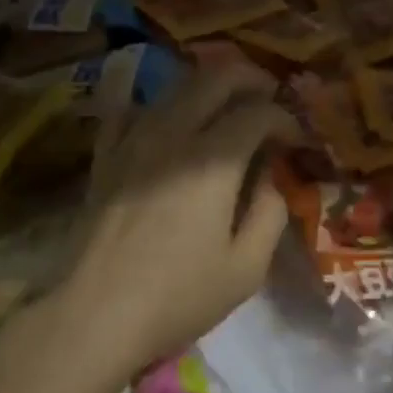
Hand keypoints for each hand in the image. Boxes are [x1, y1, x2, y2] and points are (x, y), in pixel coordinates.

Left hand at [54, 64, 293, 373]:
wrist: (95, 314)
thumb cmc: (178, 296)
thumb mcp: (246, 268)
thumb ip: (271, 212)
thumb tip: (272, 176)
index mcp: (213, 160)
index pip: (258, 113)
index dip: (286, 119)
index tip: (297, 140)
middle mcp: (173, 133)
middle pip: (216, 78)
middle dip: (251, 79)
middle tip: (269, 98)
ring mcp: (134, 138)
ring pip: (176, 86)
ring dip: (209, 86)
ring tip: (227, 105)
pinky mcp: (106, 154)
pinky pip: (131, 108)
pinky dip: (157, 105)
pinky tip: (167, 122)